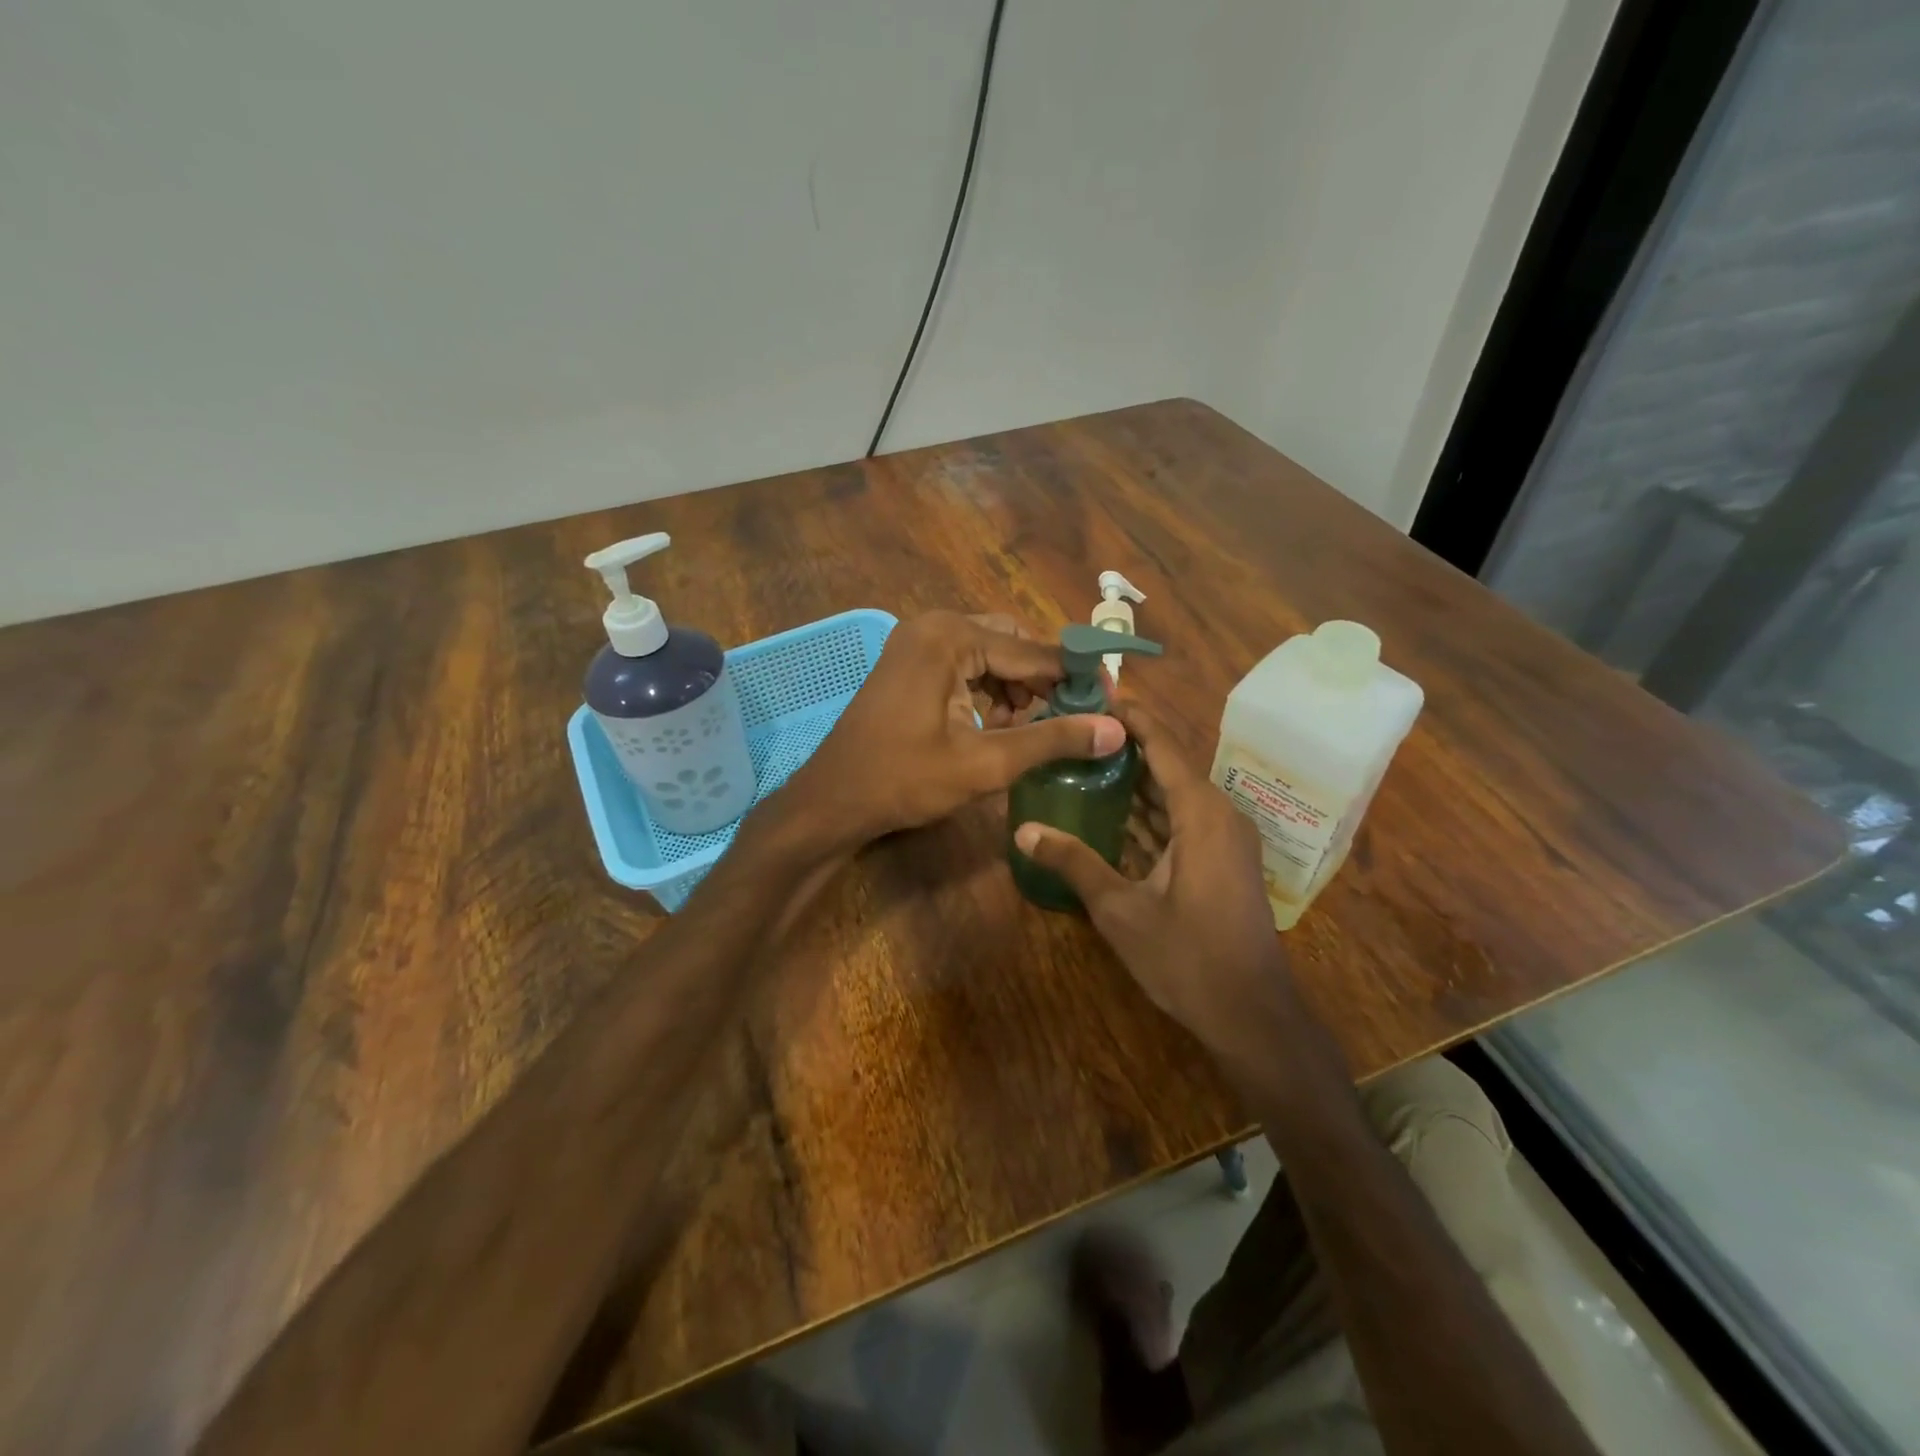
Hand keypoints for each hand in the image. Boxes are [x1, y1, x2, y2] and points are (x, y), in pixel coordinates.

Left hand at [786, 611, 1125, 847]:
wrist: (833, 800)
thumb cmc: (904, 780)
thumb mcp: (985, 763)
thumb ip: (1051, 740)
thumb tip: (1116, 729)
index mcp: (949, 637)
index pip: (1031, 651)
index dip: (1075, 675)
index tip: (1112, 696)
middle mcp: (933, 626)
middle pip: (1011, 644)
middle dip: (1042, 680)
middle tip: (1072, 717)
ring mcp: (916, 642)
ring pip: (989, 655)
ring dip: (1016, 687)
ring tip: (1033, 729)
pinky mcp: (909, 663)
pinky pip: (965, 665)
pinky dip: (988, 690)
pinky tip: (998, 725)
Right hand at [1011, 702, 1315, 1070]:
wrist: (1253, 1016)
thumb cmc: (1187, 958)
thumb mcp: (1121, 910)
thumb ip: (1074, 863)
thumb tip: (1023, 830)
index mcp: (1202, 813)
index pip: (1163, 745)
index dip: (1131, 718)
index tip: (1095, 694)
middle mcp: (1220, 815)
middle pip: (1169, 766)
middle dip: (1125, 748)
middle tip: (1076, 732)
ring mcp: (1226, 840)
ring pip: (1176, 796)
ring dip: (1136, 783)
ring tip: (1085, 764)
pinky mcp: (1224, 862)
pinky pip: (1184, 822)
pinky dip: (1151, 815)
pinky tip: (1113, 816)